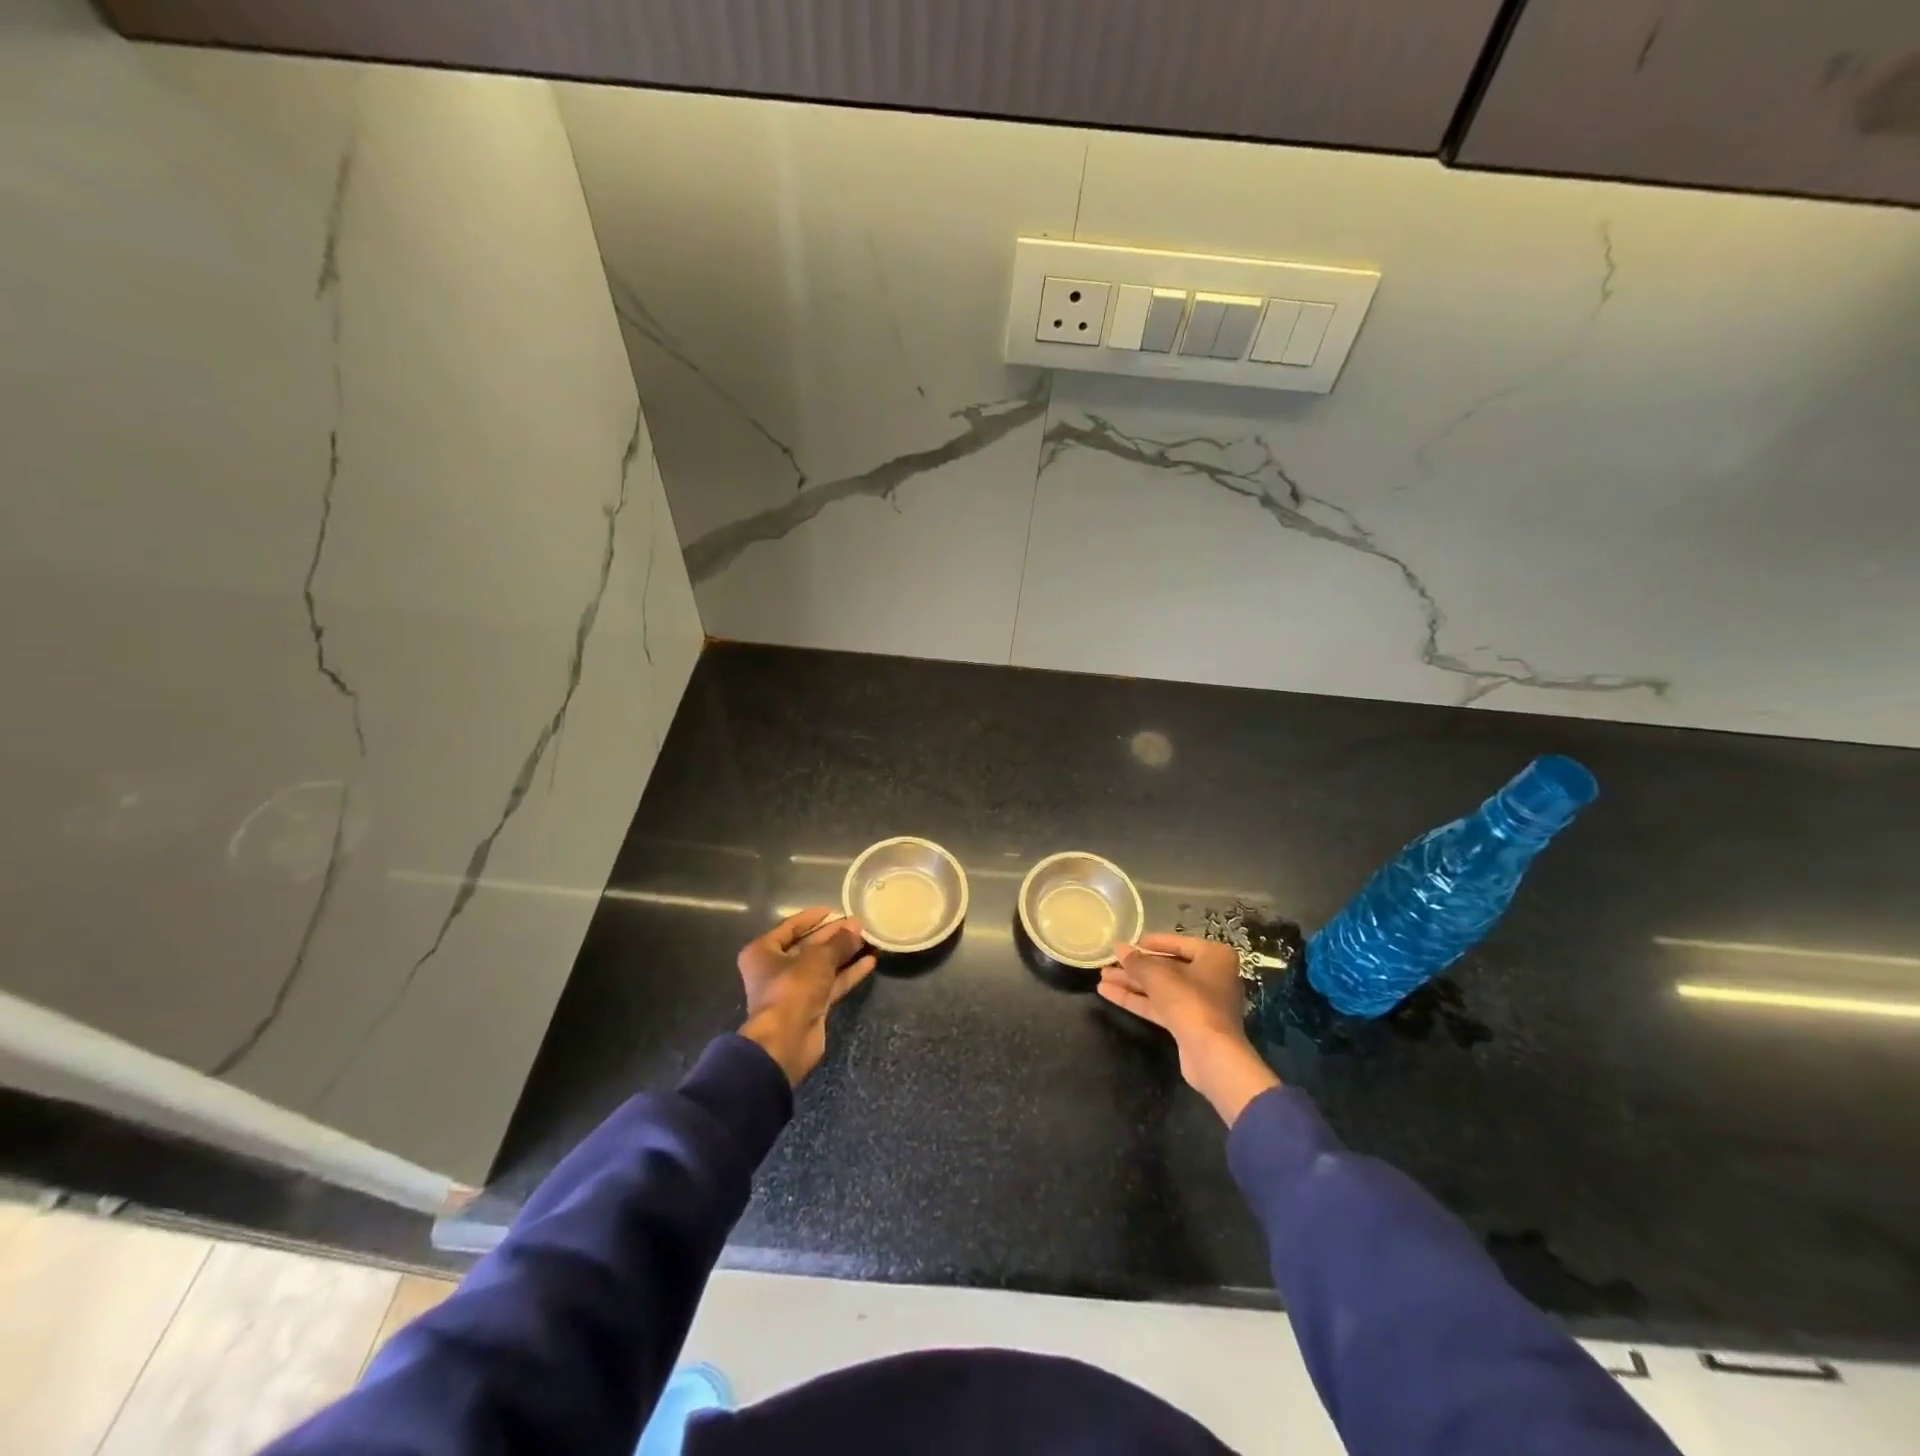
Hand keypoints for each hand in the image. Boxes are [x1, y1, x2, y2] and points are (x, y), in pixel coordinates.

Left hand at [738, 908, 876, 1086]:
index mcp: (763, 952)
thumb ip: (838, 942)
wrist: (786, 1040)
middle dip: (833, 935)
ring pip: (822, 965)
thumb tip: (856, 927)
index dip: (813, 917)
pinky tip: (869, 962)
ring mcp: (793, 989)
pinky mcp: (810, 1005)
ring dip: (843, 953)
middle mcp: (775, 969)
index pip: (791, 927)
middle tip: (858, 924)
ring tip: (867, 939)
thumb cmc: (792, 988)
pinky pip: (831, 983)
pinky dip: (847, 973)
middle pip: (808, 946)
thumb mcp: (817, 958)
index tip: (834, 910)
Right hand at [1100, 933, 1279, 1124]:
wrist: (1211, 1054)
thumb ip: (1137, 961)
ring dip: (1132, 983)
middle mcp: (1211, 976)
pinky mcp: (1188, 1023)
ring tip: (1102, 978)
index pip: (1177, 943)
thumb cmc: (1191, 1002)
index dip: (1150, 943)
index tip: (1128, 943)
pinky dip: (1137, 999)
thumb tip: (1118, 948)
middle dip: (1136, 967)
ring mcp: (1200, 1002)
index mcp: (1214, 957)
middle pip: (1167, 967)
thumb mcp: (1158, 976)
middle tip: (1109, 962)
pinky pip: (1160, 1005)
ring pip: (1160, 988)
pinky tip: (1109, 994)